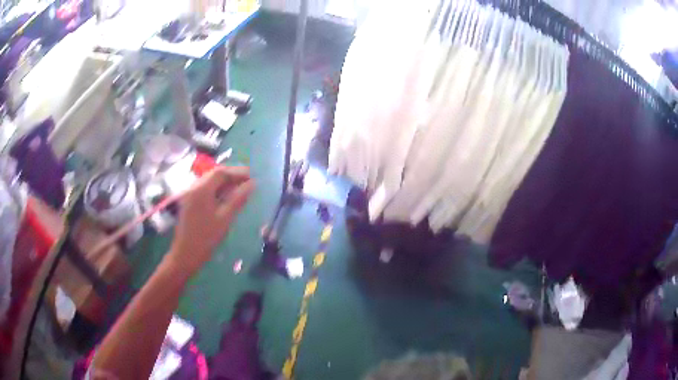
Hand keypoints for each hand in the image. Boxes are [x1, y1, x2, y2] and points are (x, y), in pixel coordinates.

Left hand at [166, 166, 254, 276]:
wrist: (185, 254)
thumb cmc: (206, 238)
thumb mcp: (225, 218)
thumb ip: (238, 199)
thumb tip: (252, 184)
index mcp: (201, 189)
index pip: (221, 172)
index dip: (237, 172)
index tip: (252, 175)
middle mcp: (194, 187)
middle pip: (214, 175)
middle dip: (231, 175)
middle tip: (248, 181)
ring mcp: (190, 194)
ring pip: (209, 182)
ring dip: (224, 182)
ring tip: (240, 188)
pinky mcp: (189, 202)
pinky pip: (205, 190)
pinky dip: (217, 189)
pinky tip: (226, 197)